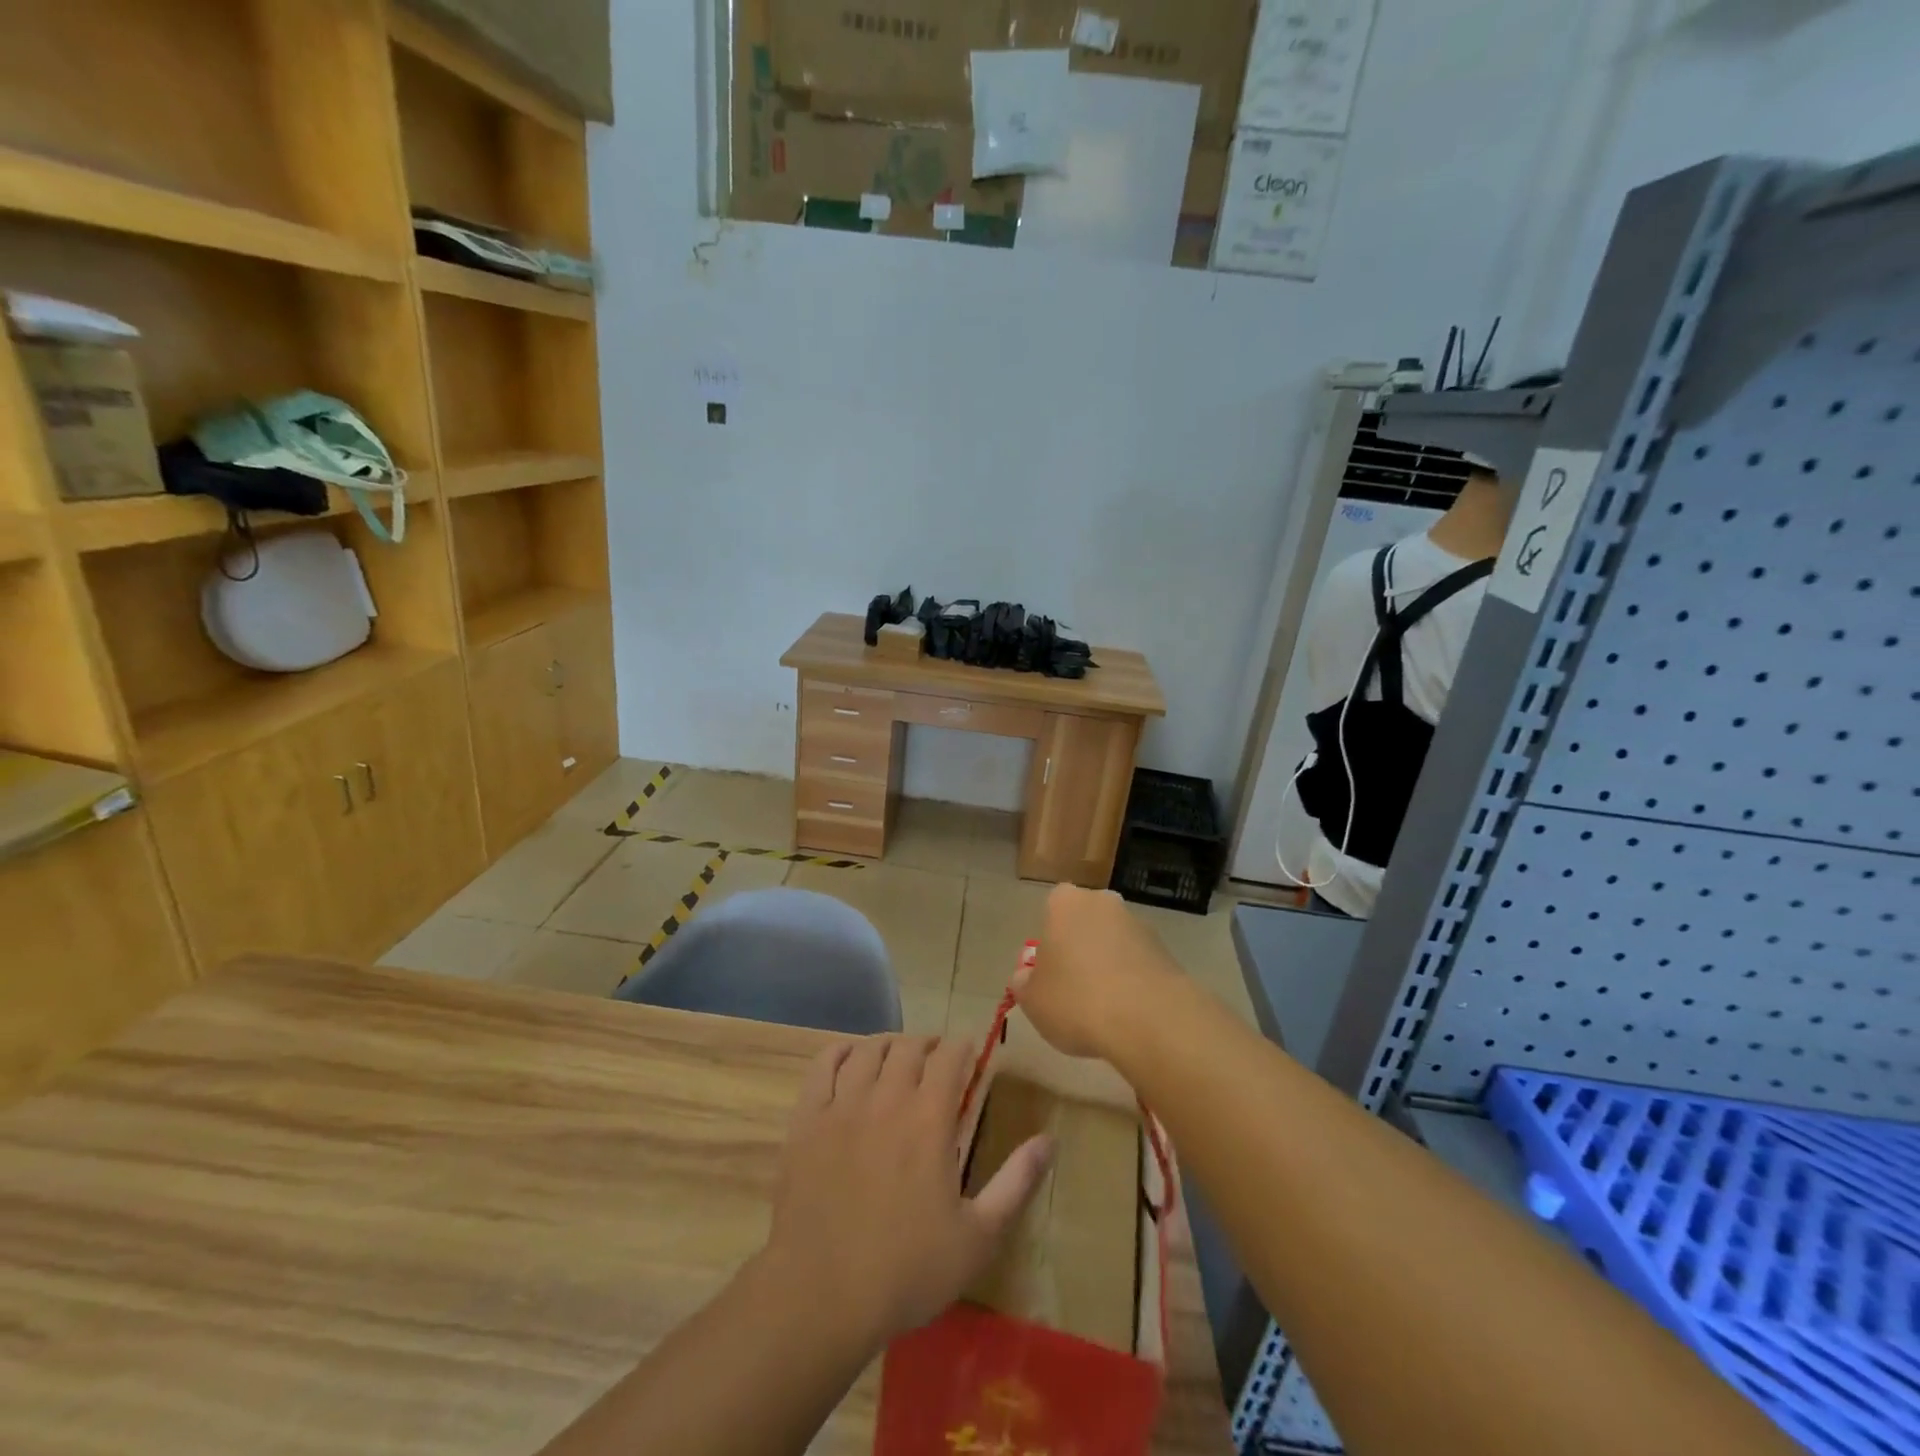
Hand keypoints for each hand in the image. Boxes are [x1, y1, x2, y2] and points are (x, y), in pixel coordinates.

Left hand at [764, 1036, 1052, 1350]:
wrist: (820, 1297)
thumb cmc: (906, 1271)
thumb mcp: (978, 1237)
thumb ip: (1015, 1183)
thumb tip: (1049, 1141)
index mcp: (929, 1119)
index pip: (950, 1057)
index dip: (963, 1046)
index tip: (971, 1051)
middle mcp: (886, 1098)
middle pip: (908, 1046)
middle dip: (928, 1045)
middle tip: (936, 1059)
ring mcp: (841, 1105)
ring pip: (868, 1049)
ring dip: (888, 1045)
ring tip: (897, 1057)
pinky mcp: (806, 1120)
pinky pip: (823, 1065)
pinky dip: (841, 1052)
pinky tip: (849, 1060)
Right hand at [1015, 885, 1182, 1059]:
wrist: (1151, 1021)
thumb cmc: (1077, 1000)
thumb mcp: (1032, 999)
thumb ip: (1024, 982)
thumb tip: (1027, 975)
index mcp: (1066, 903)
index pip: (1052, 908)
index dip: (1049, 939)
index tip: (1049, 970)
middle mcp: (1104, 903)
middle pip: (1085, 922)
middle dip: (1080, 947)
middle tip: (1073, 987)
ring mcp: (1139, 925)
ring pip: (1113, 942)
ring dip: (1108, 964)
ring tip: (1103, 1008)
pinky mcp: (1166, 951)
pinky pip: (1138, 963)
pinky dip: (1132, 981)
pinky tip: (1128, 1013)